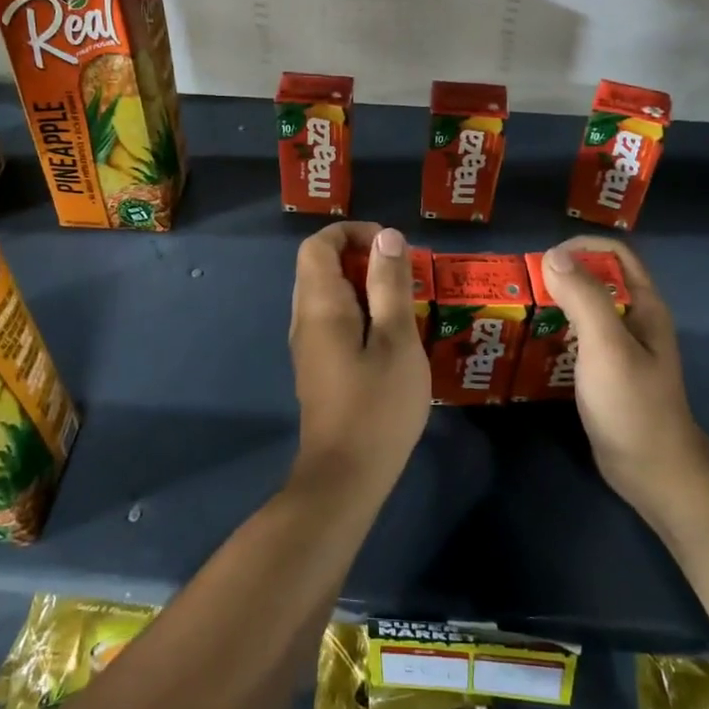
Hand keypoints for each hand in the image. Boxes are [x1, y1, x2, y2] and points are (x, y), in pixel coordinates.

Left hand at [288, 222, 431, 498]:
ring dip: (363, 285)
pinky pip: (332, 319)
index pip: (318, 245)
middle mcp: (304, 318)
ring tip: (403, 301)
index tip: (391, 246)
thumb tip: (386, 237)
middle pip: (320, 266)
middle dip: (361, 257)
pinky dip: (359, 311)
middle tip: (403, 273)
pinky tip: (390, 334)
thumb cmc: (377, 405)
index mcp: (319, 305)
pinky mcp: (318, 366)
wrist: (346, 476)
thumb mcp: (396, 339)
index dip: (351, 233)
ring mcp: (308, 344)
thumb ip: (390, 285)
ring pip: (327, 294)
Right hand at [541, 237, 708, 524]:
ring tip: (520, 311)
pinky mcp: (606, 370)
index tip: (543, 262)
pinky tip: (531, 344)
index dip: (581, 247)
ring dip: (555, 304)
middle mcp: (634, 319)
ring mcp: (621, 347)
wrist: (652, 471)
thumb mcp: (606, 346)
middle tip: (523, 287)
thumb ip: (584, 297)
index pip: (615, 254)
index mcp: (643, 305)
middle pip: (597, 278)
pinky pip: (579, 338)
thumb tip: (553, 255)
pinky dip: (556, 332)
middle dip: (561, 275)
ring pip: (585, 309)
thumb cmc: (632, 404)